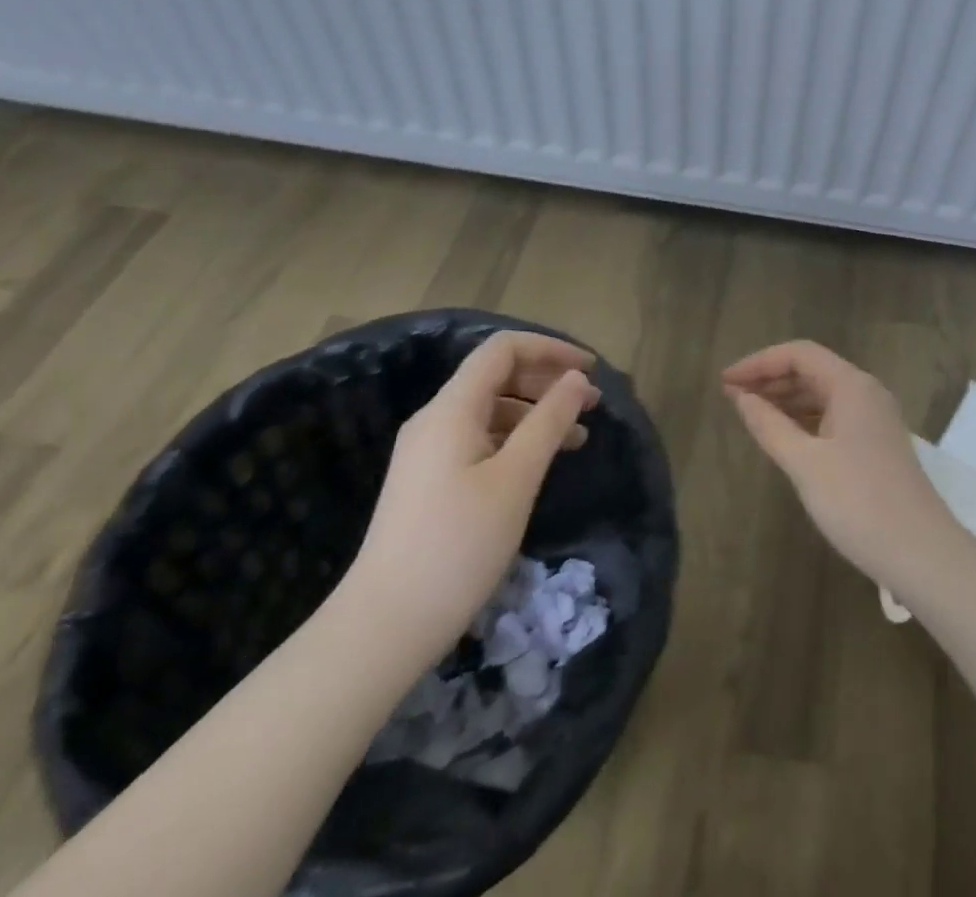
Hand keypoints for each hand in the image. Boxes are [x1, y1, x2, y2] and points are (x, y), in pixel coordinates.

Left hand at [340, 331, 599, 664]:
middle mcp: (435, 420)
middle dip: (547, 380)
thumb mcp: (516, 479)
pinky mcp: (429, 481)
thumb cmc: (458, 546)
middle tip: (591, 403)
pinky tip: (541, 463)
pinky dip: (516, 439)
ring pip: (490, 410)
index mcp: (451, 409)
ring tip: (578, 436)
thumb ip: (549, 421)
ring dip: (536, 412)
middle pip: (496, 376)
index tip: (590, 370)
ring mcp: (428, 451)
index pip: (502, 350)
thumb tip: (576, 379)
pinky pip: (480, 439)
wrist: (384, 626)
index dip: (550, 349)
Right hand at [723, 340, 961, 591]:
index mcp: (851, 385)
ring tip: (750, 414)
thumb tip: (740, 397)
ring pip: (822, 394)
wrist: (921, 553)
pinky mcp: (876, 443)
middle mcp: (866, 392)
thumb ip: (769, 425)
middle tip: (731, 397)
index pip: (799, 353)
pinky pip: (833, 416)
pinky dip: (804, 419)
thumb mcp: (804, 463)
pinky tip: (783, 436)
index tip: (725, 381)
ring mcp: (874, 418)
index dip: (759, 362)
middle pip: (812, 369)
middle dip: (770, 378)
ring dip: (786, 399)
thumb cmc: (858, 503)